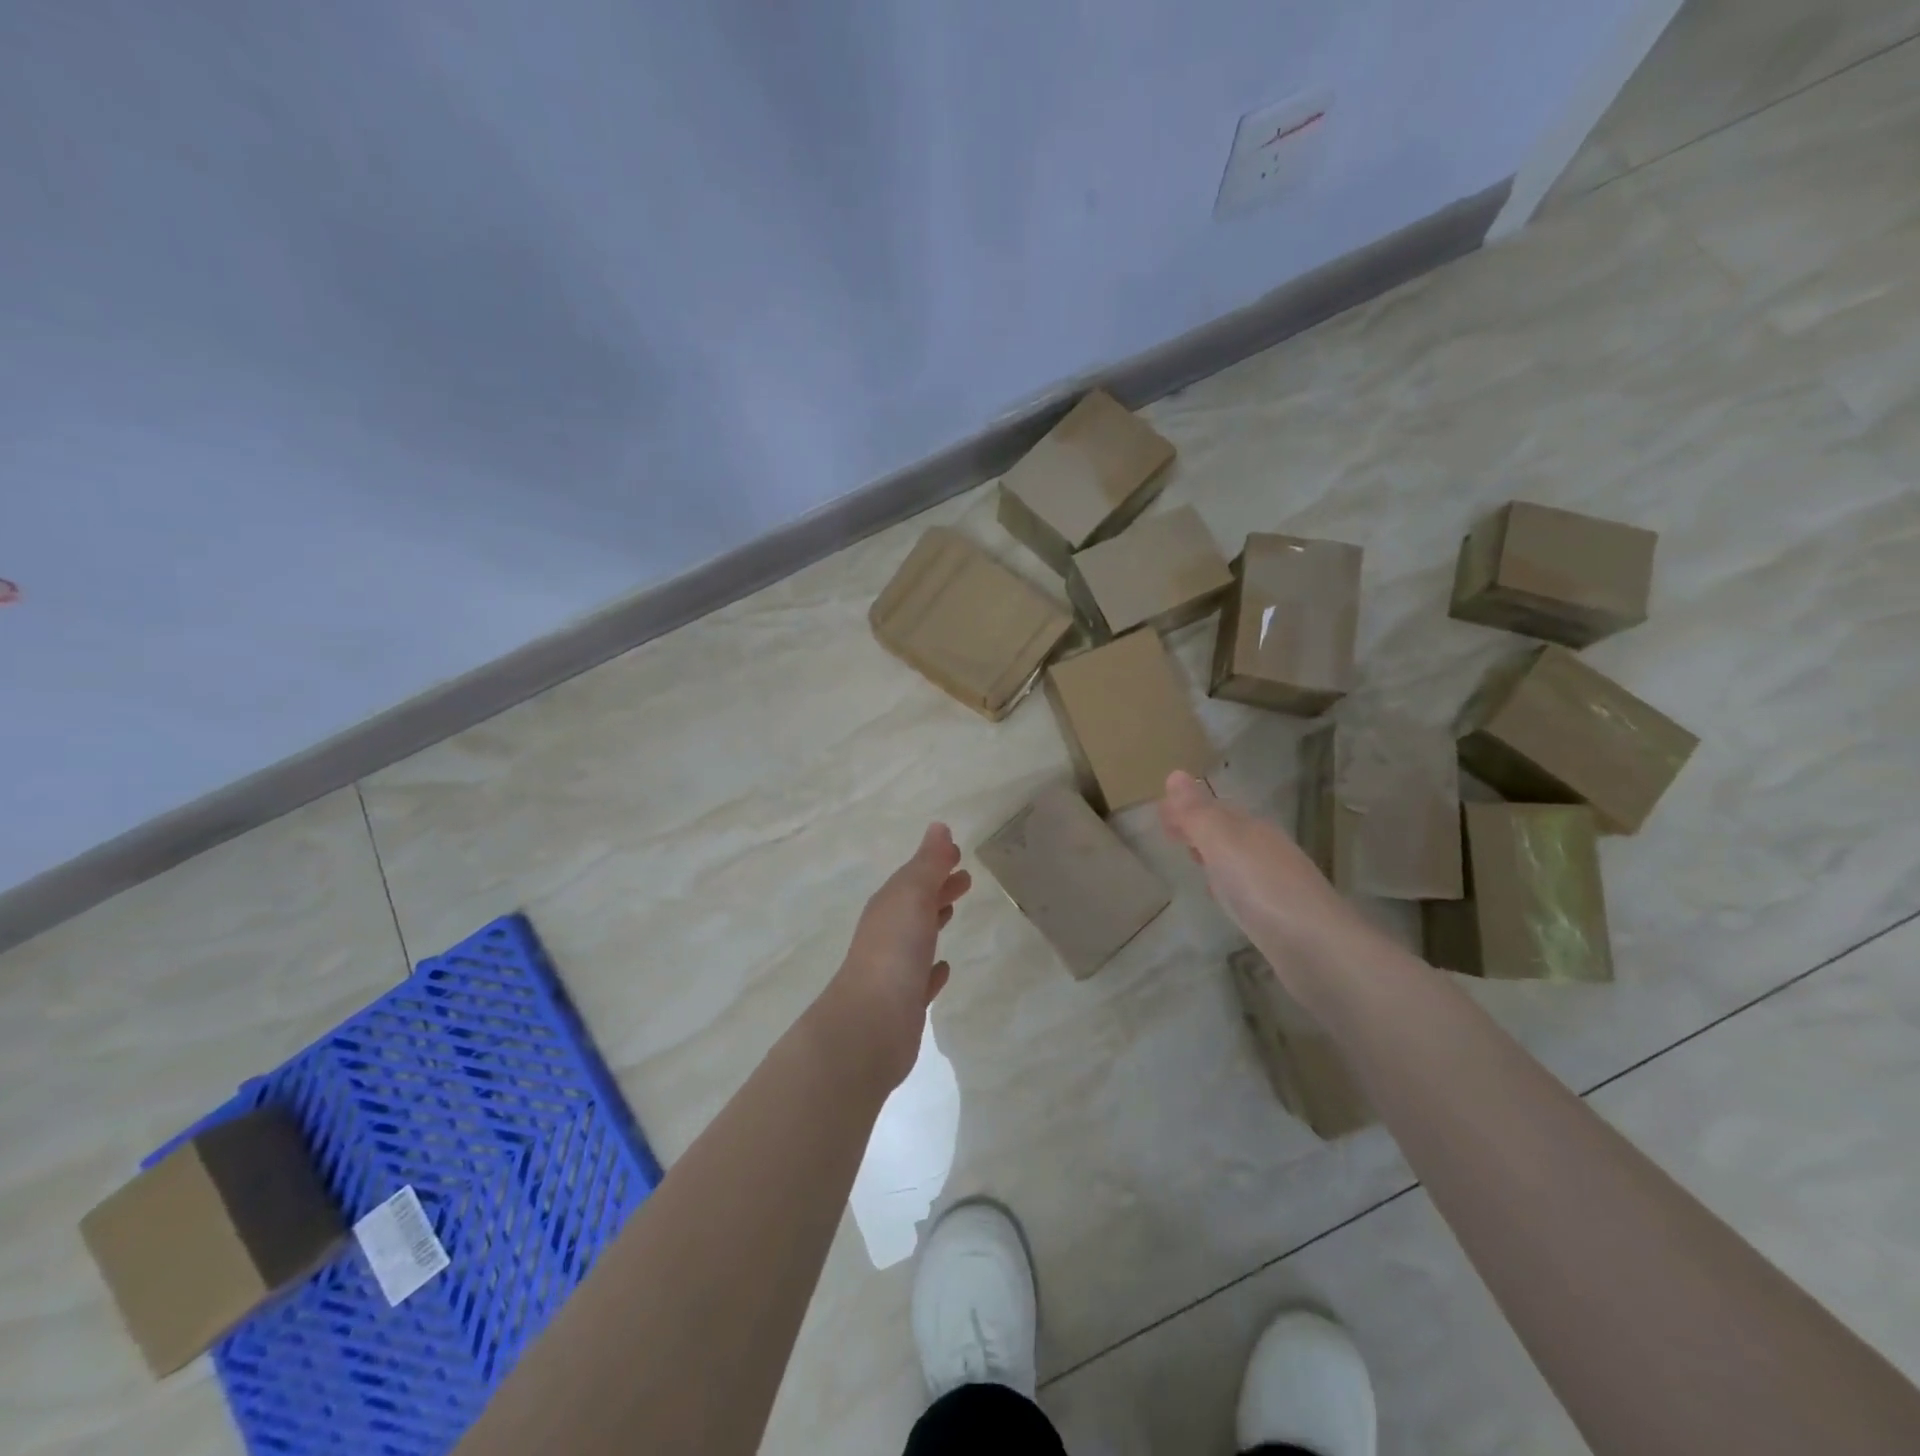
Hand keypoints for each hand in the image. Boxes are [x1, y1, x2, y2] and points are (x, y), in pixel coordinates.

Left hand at [816, 824, 971, 1093]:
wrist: (870, 1023)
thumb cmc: (894, 950)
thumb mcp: (912, 896)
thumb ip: (927, 863)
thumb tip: (939, 827)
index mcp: (889, 906)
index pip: (914, 876)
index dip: (934, 863)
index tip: (958, 854)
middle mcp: (888, 933)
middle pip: (915, 904)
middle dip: (937, 888)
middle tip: (965, 879)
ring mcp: (894, 970)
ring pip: (918, 937)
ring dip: (934, 920)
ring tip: (953, 911)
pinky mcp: (904, 1003)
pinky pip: (922, 977)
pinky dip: (933, 968)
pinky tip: (944, 968)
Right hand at [1159, 771, 1385, 1004]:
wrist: (1316, 948)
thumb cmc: (1261, 886)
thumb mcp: (1221, 841)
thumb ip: (1196, 812)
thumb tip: (1175, 774)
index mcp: (1252, 827)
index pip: (1214, 807)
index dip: (1187, 807)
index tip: (1159, 813)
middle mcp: (1267, 848)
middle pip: (1227, 830)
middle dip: (1199, 827)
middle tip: (1169, 832)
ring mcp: (1276, 882)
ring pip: (1237, 857)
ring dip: (1213, 853)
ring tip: (1191, 857)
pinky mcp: (1280, 914)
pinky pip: (1245, 886)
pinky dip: (1227, 881)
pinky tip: (1221, 894)